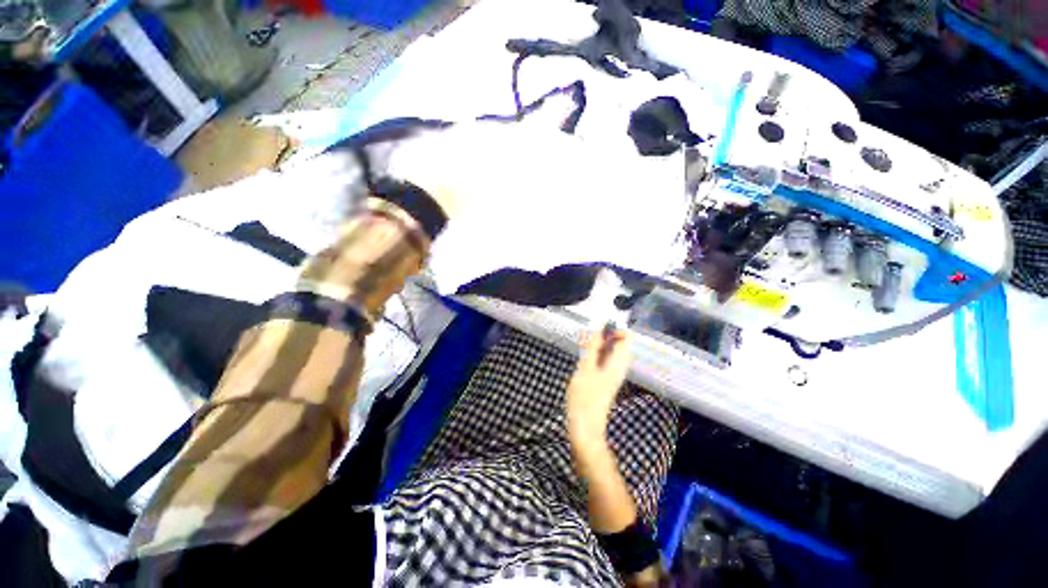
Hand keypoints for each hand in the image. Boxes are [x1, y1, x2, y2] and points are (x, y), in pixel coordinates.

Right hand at [566, 327, 631, 453]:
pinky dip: (596, 353)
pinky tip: (584, 356)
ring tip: (583, 344)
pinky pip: (605, 359)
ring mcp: (614, 374)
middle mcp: (620, 366)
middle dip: (604, 334)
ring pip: (611, 351)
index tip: (598, 325)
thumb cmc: (584, 396)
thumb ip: (593, 346)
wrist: (585, 426)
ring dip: (598, 344)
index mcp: (619, 362)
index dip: (615, 327)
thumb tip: (600, 328)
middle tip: (587, 335)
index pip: (627, 336)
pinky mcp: (606, 379)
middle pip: (619, 343)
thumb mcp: (585, 367)